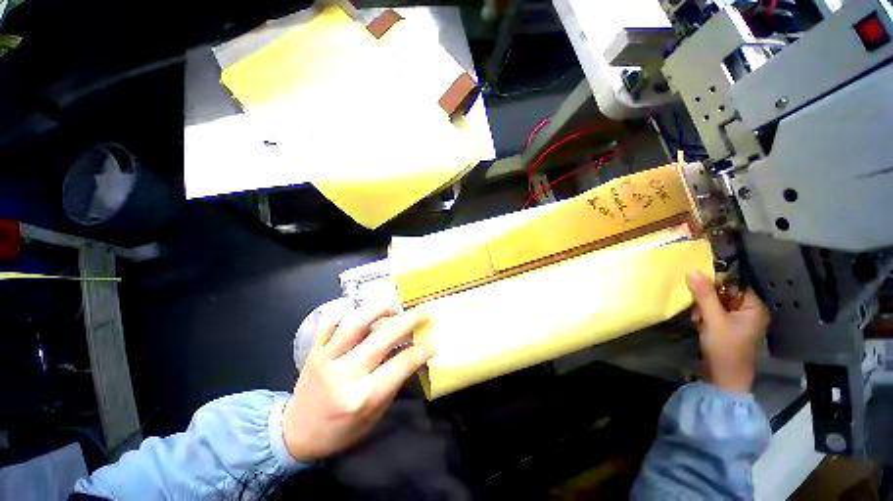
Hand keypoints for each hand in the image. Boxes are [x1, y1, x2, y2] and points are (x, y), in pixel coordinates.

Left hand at [283, 305, 432, 461]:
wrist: (294, 435)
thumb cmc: (340, 431)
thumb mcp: (374, 415)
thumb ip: (393, 383)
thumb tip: (412, 357)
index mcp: (362, 396)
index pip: (400, 365)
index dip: (421, 351)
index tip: (434, 341)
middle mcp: (345, 374)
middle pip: (382, 338)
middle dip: (408, 321)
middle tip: (423, 311)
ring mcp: (326, 358)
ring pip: (355, 323)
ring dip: (378, 309)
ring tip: (393, 305)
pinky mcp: (313, 351)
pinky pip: (330, 323)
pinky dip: (346, 313)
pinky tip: (361, 312)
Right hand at [687, 271, 769, 393]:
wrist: (724, 379)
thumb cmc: (725, 348)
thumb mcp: (713, 319)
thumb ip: (704, 295)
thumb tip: (694, 271)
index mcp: (754, 308)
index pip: (735, 284)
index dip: (716, 282)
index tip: (697, 286)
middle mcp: (750, 312)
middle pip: (725, 293)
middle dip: (707, 298)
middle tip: (696, 308)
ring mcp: (740, 321)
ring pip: (718, 303)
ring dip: (704, 308)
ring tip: (697, 319)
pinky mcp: (729, 329)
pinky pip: (716, 313)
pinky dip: (705, 315)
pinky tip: (699, 323)